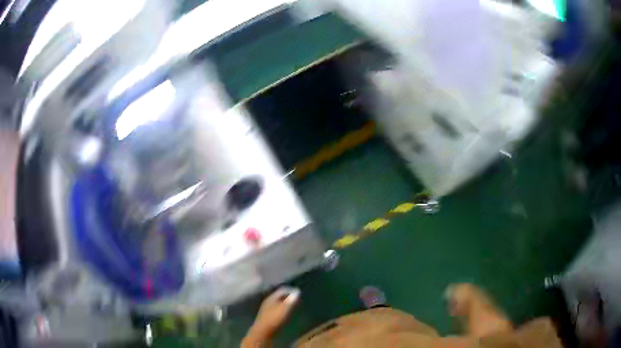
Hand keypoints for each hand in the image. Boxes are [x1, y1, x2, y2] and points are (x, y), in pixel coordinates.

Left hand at [243, 287, 299, 345]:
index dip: (291, 290)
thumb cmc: (274, 319)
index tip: (299, 293)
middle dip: (289, 297)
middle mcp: (268, 302)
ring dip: (286, 303)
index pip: (282, 290)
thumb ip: (291, 300)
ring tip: (294, 306)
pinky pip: (277, 309)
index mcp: (271, 298)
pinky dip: (283, 309)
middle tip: (298, 299)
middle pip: (279, 296)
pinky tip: (286, 313)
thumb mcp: (284, 309)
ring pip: (278, 303)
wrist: (262, 332)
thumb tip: (297, 292)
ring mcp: (267, 309)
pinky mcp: (267, 316)